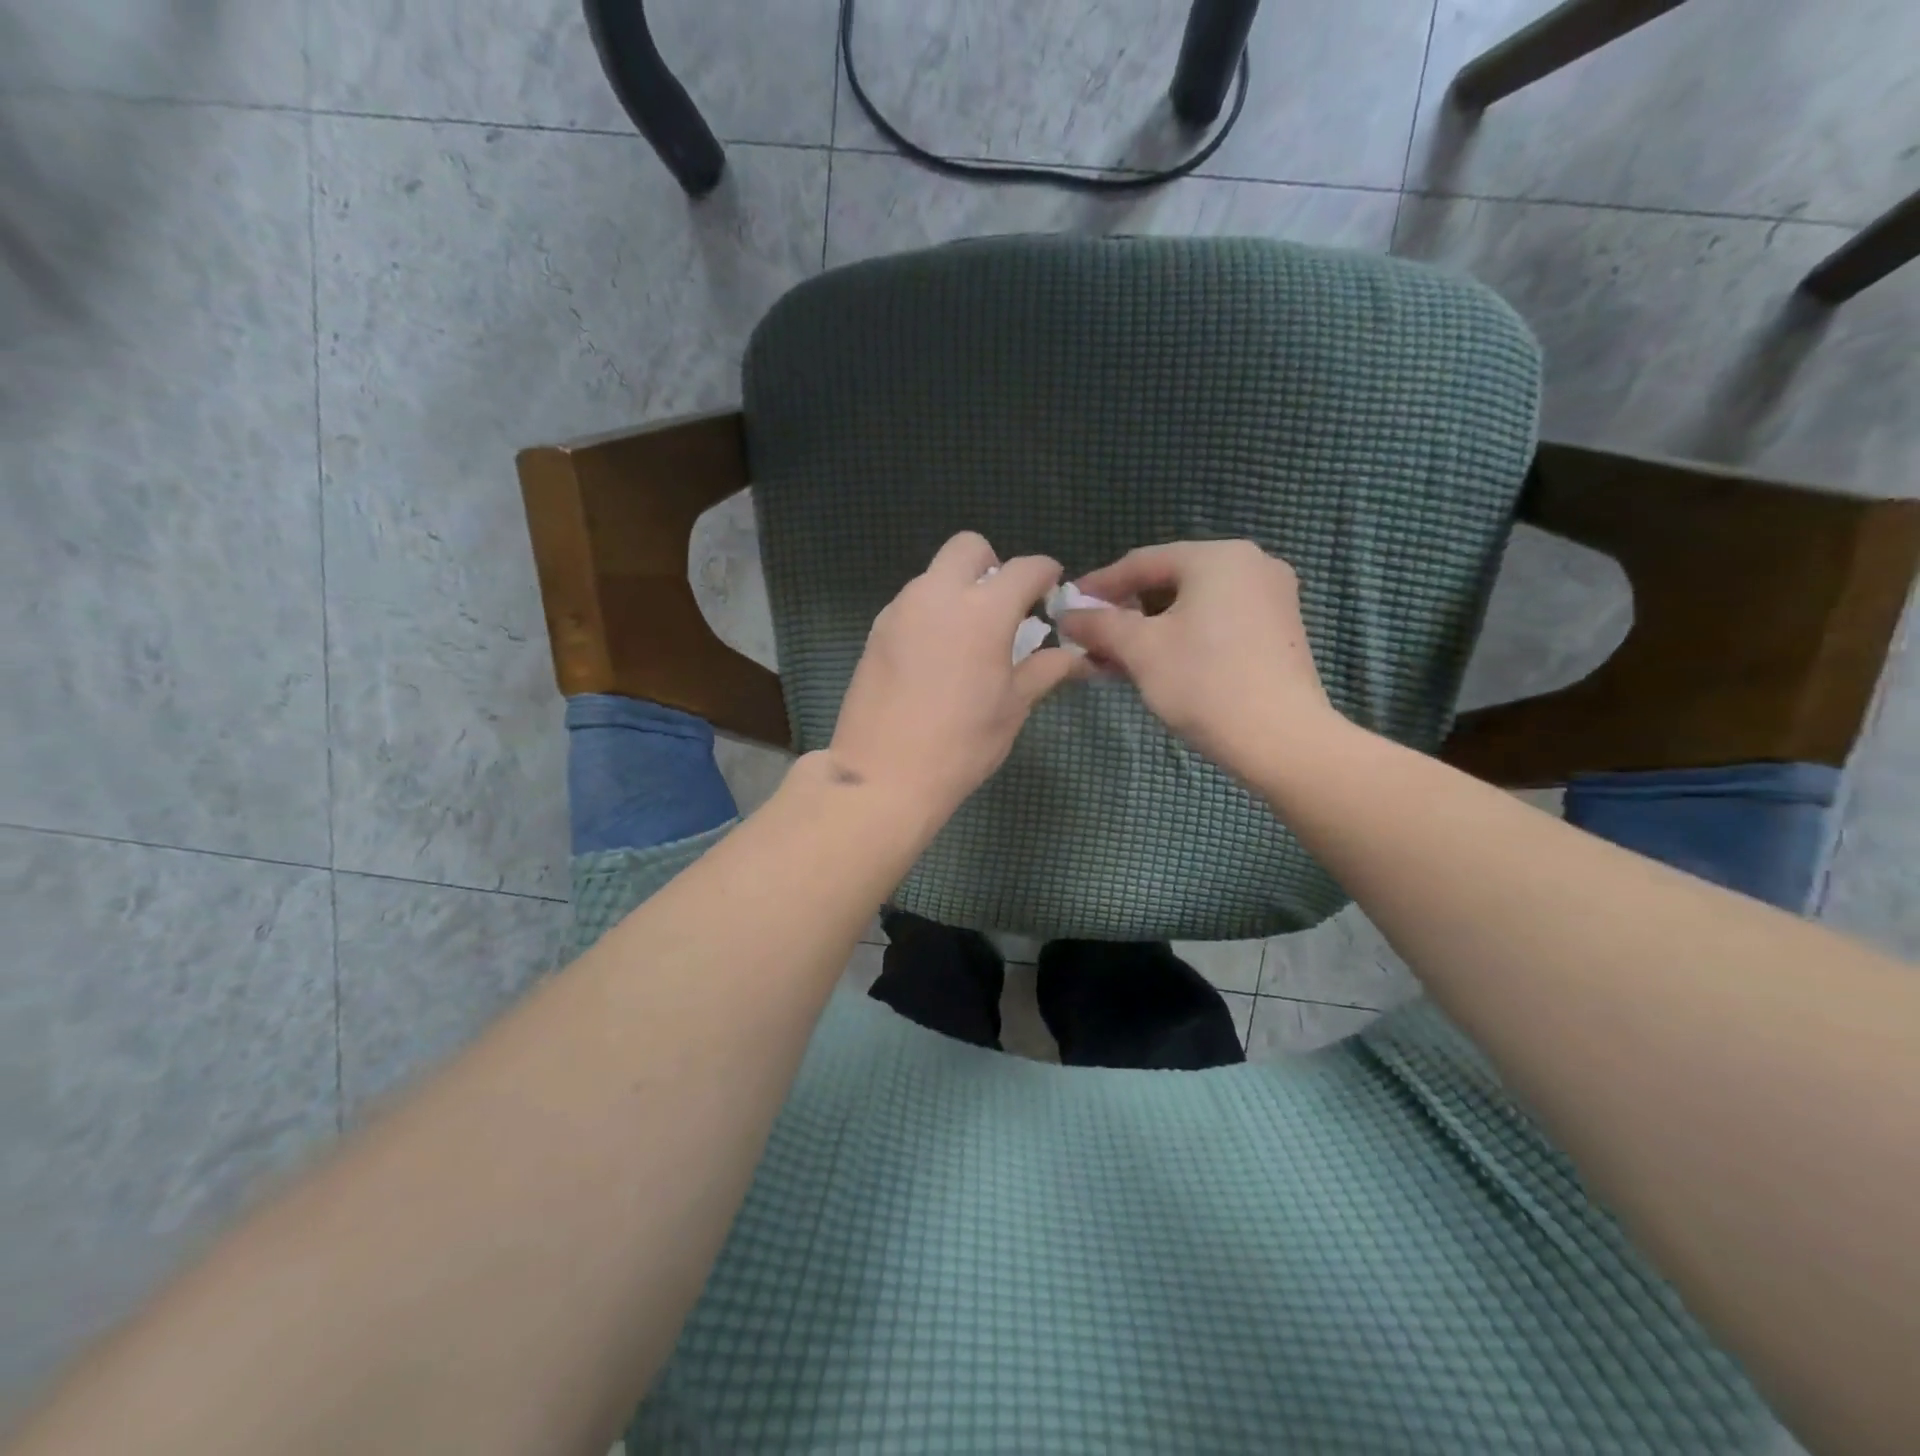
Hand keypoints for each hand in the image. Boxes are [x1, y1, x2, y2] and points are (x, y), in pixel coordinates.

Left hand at [827, 533, 1080, 820]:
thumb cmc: (961, 744)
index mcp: (983, 610)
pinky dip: (932, 611)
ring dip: (959, 589)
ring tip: (969, 637)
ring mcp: (900, 609)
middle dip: (994, 565)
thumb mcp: (1013, 707)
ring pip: (935, 574)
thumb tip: (1077, 656)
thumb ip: (1045, 669)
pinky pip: (912, 601)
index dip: (1045, 573)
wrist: (883, 775)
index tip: (1051, 590)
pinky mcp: (876, 630)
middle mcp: (938, 595)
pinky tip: (937, 654)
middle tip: (1004, 608)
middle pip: (969, 548)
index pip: (1025, 568)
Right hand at [1057, 540, 1342, 779]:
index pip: (1142, 562)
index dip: (1099, 585)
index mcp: (1218, 556)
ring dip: (1151, 628)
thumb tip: (1068, 615)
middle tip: (1092, 637)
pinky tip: (1159, 664)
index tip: (1068, 607)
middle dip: (1126, 611)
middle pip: (1170, 581)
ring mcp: (1272, 597)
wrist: (1282, 740)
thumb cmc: (1204, 683)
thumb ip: (1099, 625)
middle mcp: (1251, 564)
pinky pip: (1218, 621)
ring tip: (1119, 657)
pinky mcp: (1280, 630)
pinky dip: (1183, 636)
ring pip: (1194, 604)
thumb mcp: (1140, 650)